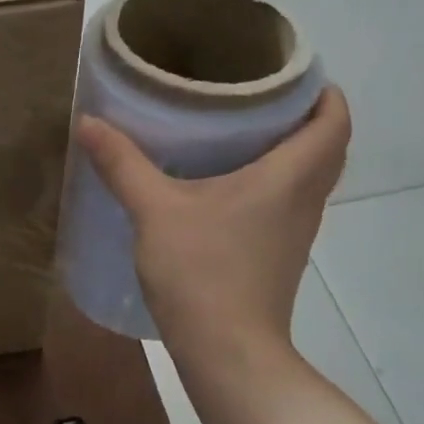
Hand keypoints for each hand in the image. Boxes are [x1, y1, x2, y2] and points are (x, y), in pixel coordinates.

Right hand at [76, 87, 350, 356]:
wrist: (227, 352)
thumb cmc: (202, 272)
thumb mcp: (155, 211)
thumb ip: (123, 164)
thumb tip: (89, 121)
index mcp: (289, 177)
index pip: (334, 121)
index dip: (323, 91)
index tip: (291, 71)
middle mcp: (304, 200)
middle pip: (327, 146)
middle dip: (305, 116)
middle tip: (259, 95)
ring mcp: (295, 232)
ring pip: (309, 177)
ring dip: (291, 150)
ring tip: (242, 130)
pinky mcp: (279, 256)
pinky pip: (289, 203)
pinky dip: (273, 182)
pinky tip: (227, 185)